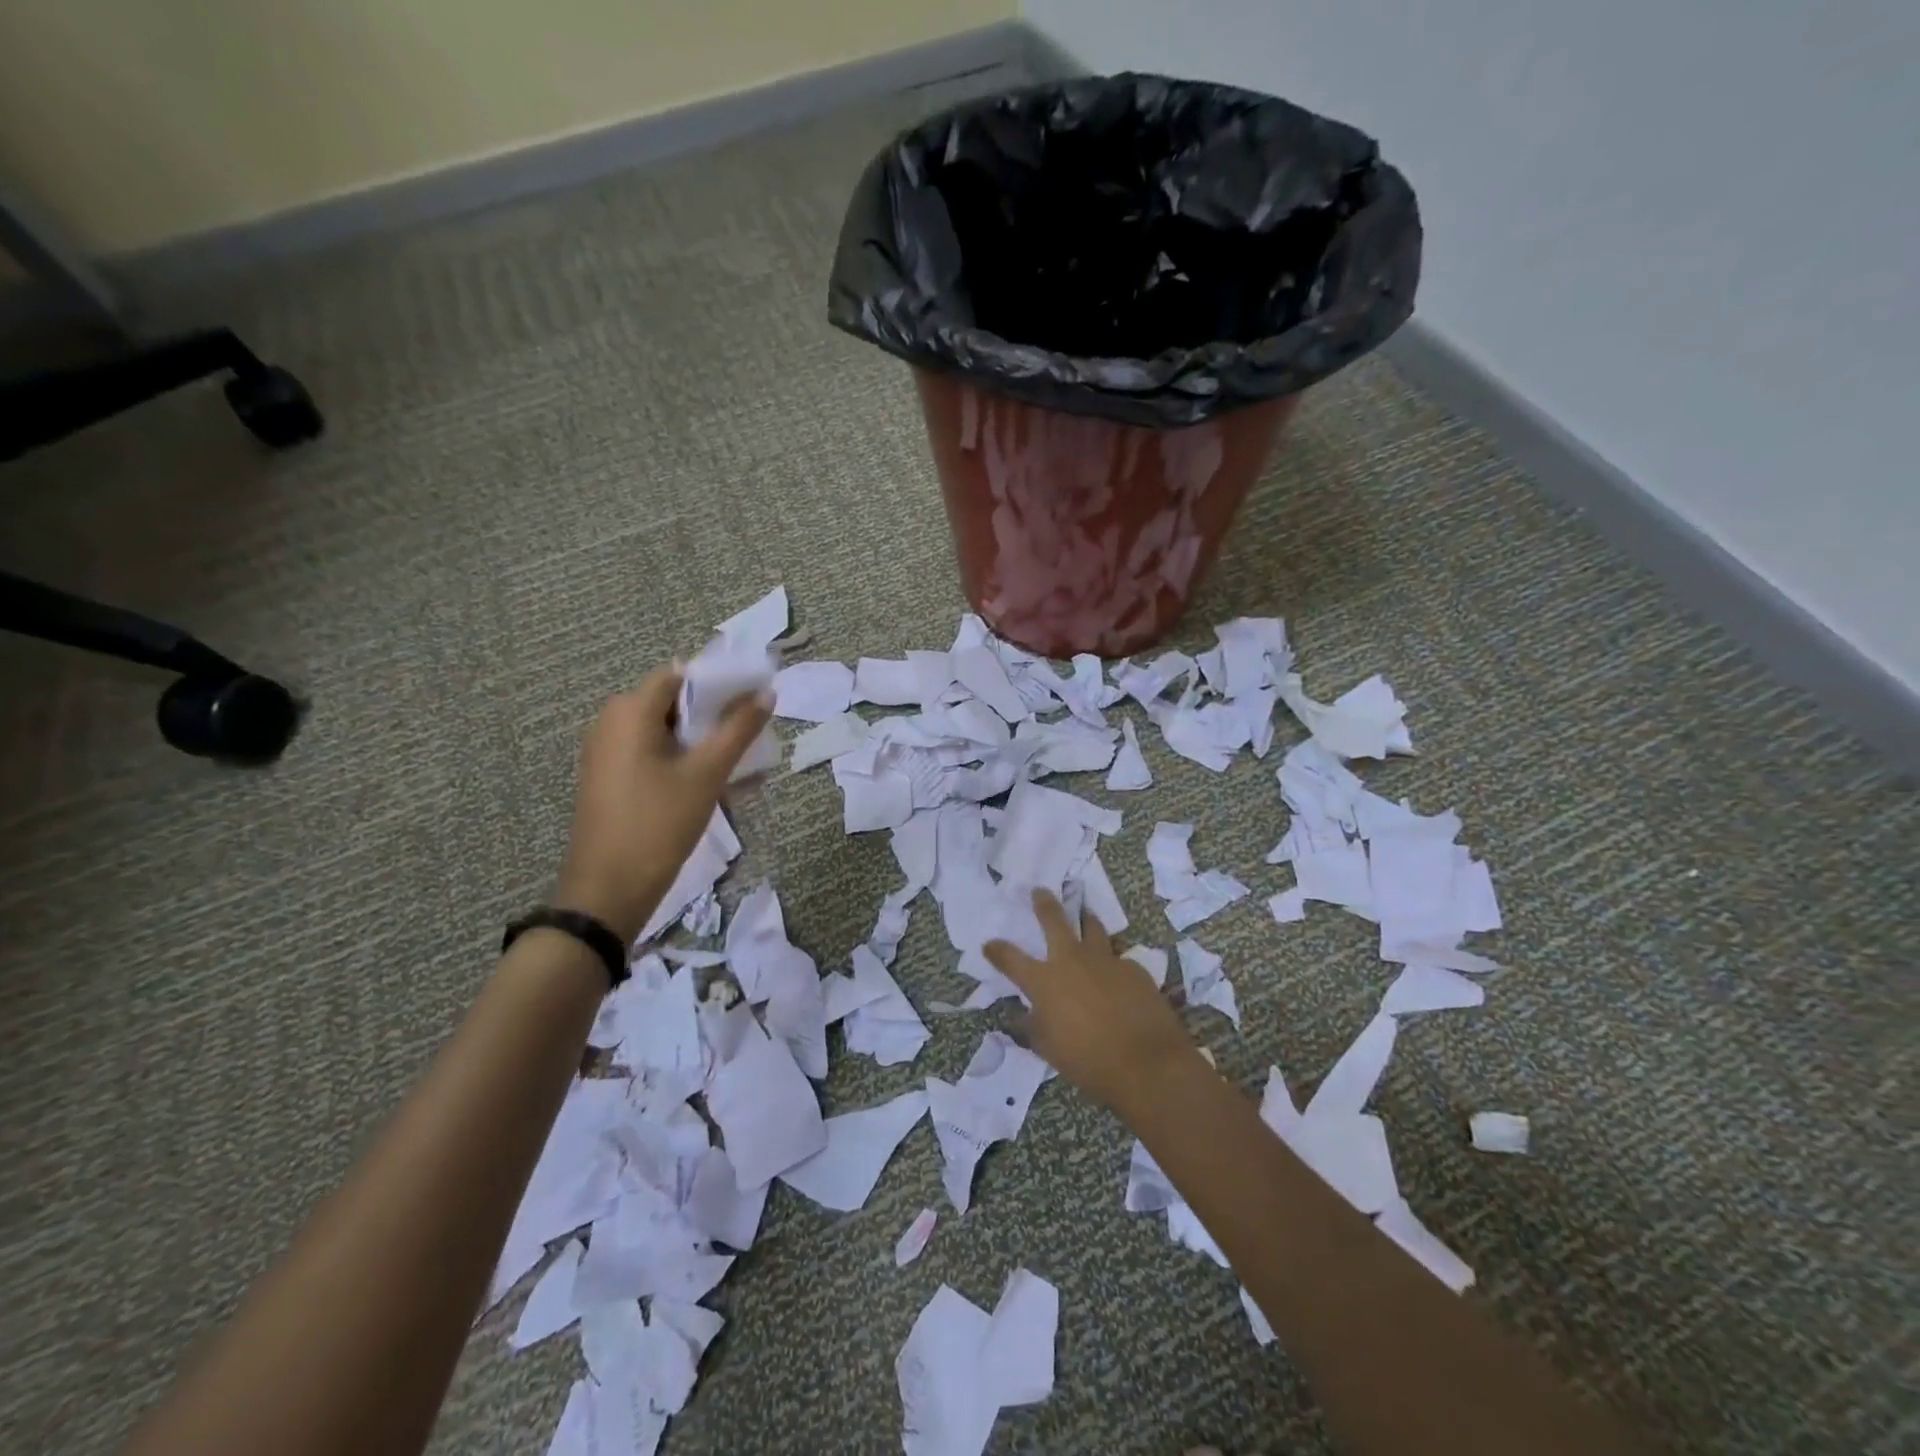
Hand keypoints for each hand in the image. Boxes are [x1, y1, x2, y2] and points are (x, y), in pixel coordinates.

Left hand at [553, 665, 772, 943]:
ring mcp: (606, 753)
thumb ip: (739, 729)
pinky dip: (682, 762)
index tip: (752, 700)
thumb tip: (766, 693)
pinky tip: (715, 786)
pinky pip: (652, 757)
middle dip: (714, 717)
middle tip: (752, 736)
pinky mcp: (608, 780)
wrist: (608, 891)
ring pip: (665, 734)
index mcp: (629, 711)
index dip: (718, 682)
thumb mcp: (707, 774)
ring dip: (703, 744)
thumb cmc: (659, 823)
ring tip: (741, 766)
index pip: (679, 675)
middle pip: (673, 704)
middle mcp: (610, 723)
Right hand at [984, 889, 1206, 1117]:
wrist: (1145, 1062)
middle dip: (1044, 903)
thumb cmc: (1087, 1060)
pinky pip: (1118, 959)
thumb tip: (1022, 1013)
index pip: (1010, 958)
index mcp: (1044, 980)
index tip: (989, 944)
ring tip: (1084, 915)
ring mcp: (1105, 960)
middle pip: (1054, 920)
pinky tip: (1116, 976)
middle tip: (1040, 891)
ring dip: (1085, 920)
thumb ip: (1032, 1025)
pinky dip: (1112, 964)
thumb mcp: (1048, 1048)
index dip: (997, 950)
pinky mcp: (1133, 969)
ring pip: (1092, 927)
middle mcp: (1071, 960)